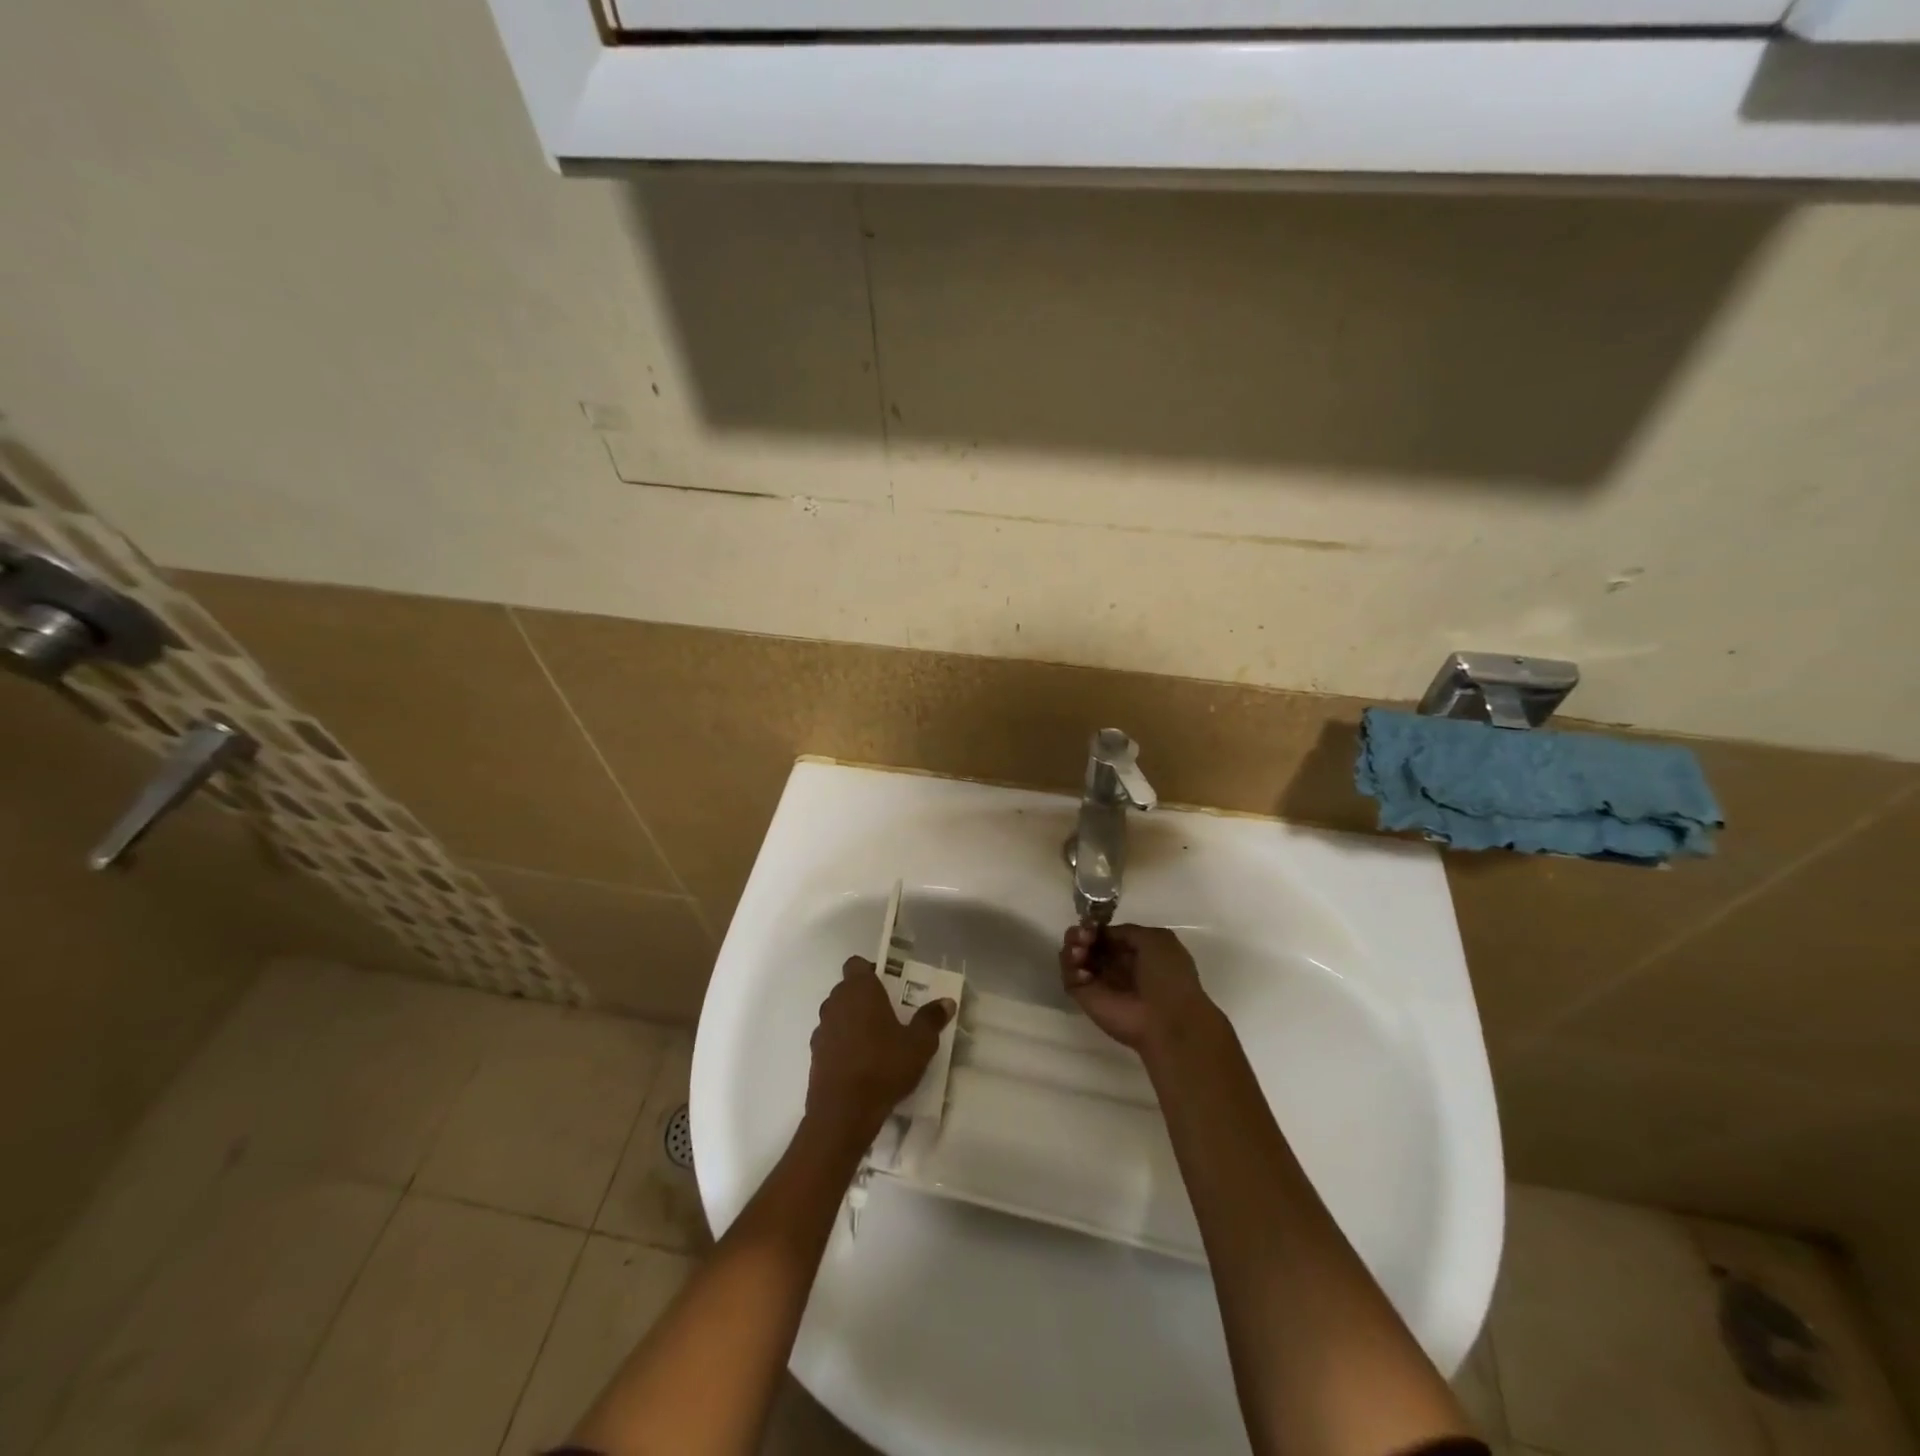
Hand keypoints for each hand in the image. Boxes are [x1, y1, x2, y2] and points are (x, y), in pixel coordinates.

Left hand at [805, 957, 953, 1147]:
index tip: (889, 986)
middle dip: (865, 997)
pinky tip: (861, 1063)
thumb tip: (946, 1002)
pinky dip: (843, 1044)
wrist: (842, 1113)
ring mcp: (821, 1029)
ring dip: (853, 1021)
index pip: (856, 964)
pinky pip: (831, 1038)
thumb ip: (931, 1020)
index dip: (871, 970)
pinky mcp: (814, 1055)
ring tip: (877, 1041)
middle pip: (847, 989)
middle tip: (890, 1014)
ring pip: (838, 1014)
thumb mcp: (919, 1045)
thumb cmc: (883, 1067)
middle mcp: (835, 1003)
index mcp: (859, 990)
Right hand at [1059, 923, 1217, 1057]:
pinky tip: (1083, 971)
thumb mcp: (1156, 939)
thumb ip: (1126, 931)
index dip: (1098, 927)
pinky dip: (1070, 969)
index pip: (1107, 936)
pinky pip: (1070, 978)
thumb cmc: (1167, 977)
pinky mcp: (1085, 998)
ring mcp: (1099, 983)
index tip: (1092, 924)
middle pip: (1088, 944)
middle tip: (1082, 935)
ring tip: (1080, 951)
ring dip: (1072, 947)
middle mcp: (1115, 967)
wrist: (1167, 1021)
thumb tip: (1103, 933)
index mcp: (1135, 953)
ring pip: (1075, 958)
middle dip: (1080, 934)